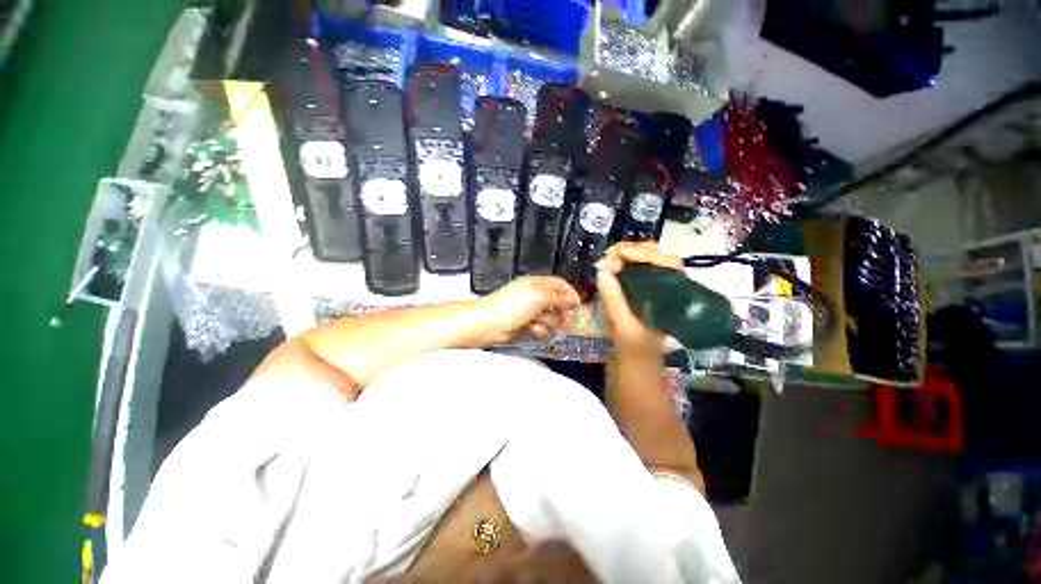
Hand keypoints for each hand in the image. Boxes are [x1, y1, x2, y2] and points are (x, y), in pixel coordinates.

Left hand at [479, 276, 581, 342]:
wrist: (488, 324)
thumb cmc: (513, 306)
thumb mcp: (539, 297)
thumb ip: (559, 298)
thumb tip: (574, 300)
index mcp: (536, 284)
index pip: (559, 284)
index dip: (570, 293)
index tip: (578, 306)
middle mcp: (534, 295)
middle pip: (556, 302)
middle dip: (562, 311)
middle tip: (567, 321)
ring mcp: (529, 310)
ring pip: (549, 317)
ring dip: (548, 322)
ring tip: (541, 325)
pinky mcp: (524, 324)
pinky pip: (539, 327)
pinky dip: (539, 330)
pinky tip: (533, 331)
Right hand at [595, 241, 684, 355]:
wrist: (637, 363)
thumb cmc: (635, 349)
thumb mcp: (623, 328)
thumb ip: (614, 300)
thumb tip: (602, 270)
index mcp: (672, 297)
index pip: (667, 263)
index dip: (644, 254)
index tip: (620, 254)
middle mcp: (666, 287)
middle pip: (656, 256)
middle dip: (632, 250)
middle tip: (609, 256)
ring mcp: (654, 286)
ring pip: (645, 259)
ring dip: (625, 254)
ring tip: (606, 260)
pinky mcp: (642, 288)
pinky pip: (634, 268)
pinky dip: (621, 262)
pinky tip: (609, 266)